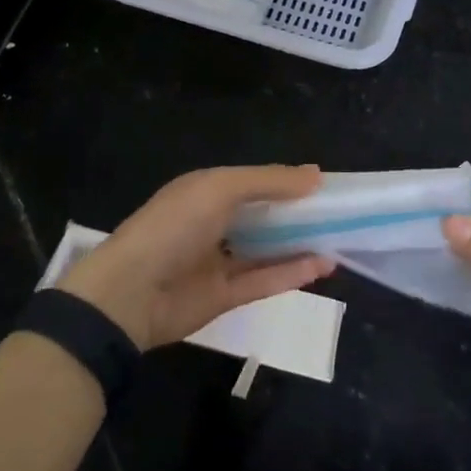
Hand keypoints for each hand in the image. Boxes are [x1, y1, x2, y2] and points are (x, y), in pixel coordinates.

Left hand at [59, 166, 335, 348]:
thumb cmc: (175, 226)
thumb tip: (316, 174)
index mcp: (206, 191)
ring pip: (267, 249)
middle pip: (263, 215)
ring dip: (300, 243)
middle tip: (339, 211)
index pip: (253, 181)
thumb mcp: (221, 188)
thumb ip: (269, 181)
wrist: (131, 294)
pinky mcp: (225, 296)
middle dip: (297, 212)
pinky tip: (324, 265)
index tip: (323, 182)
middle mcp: (213, 222)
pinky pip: (265, 280)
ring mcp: (218, 261)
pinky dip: (293, 273)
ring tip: (339, 237)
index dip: (286, 180)